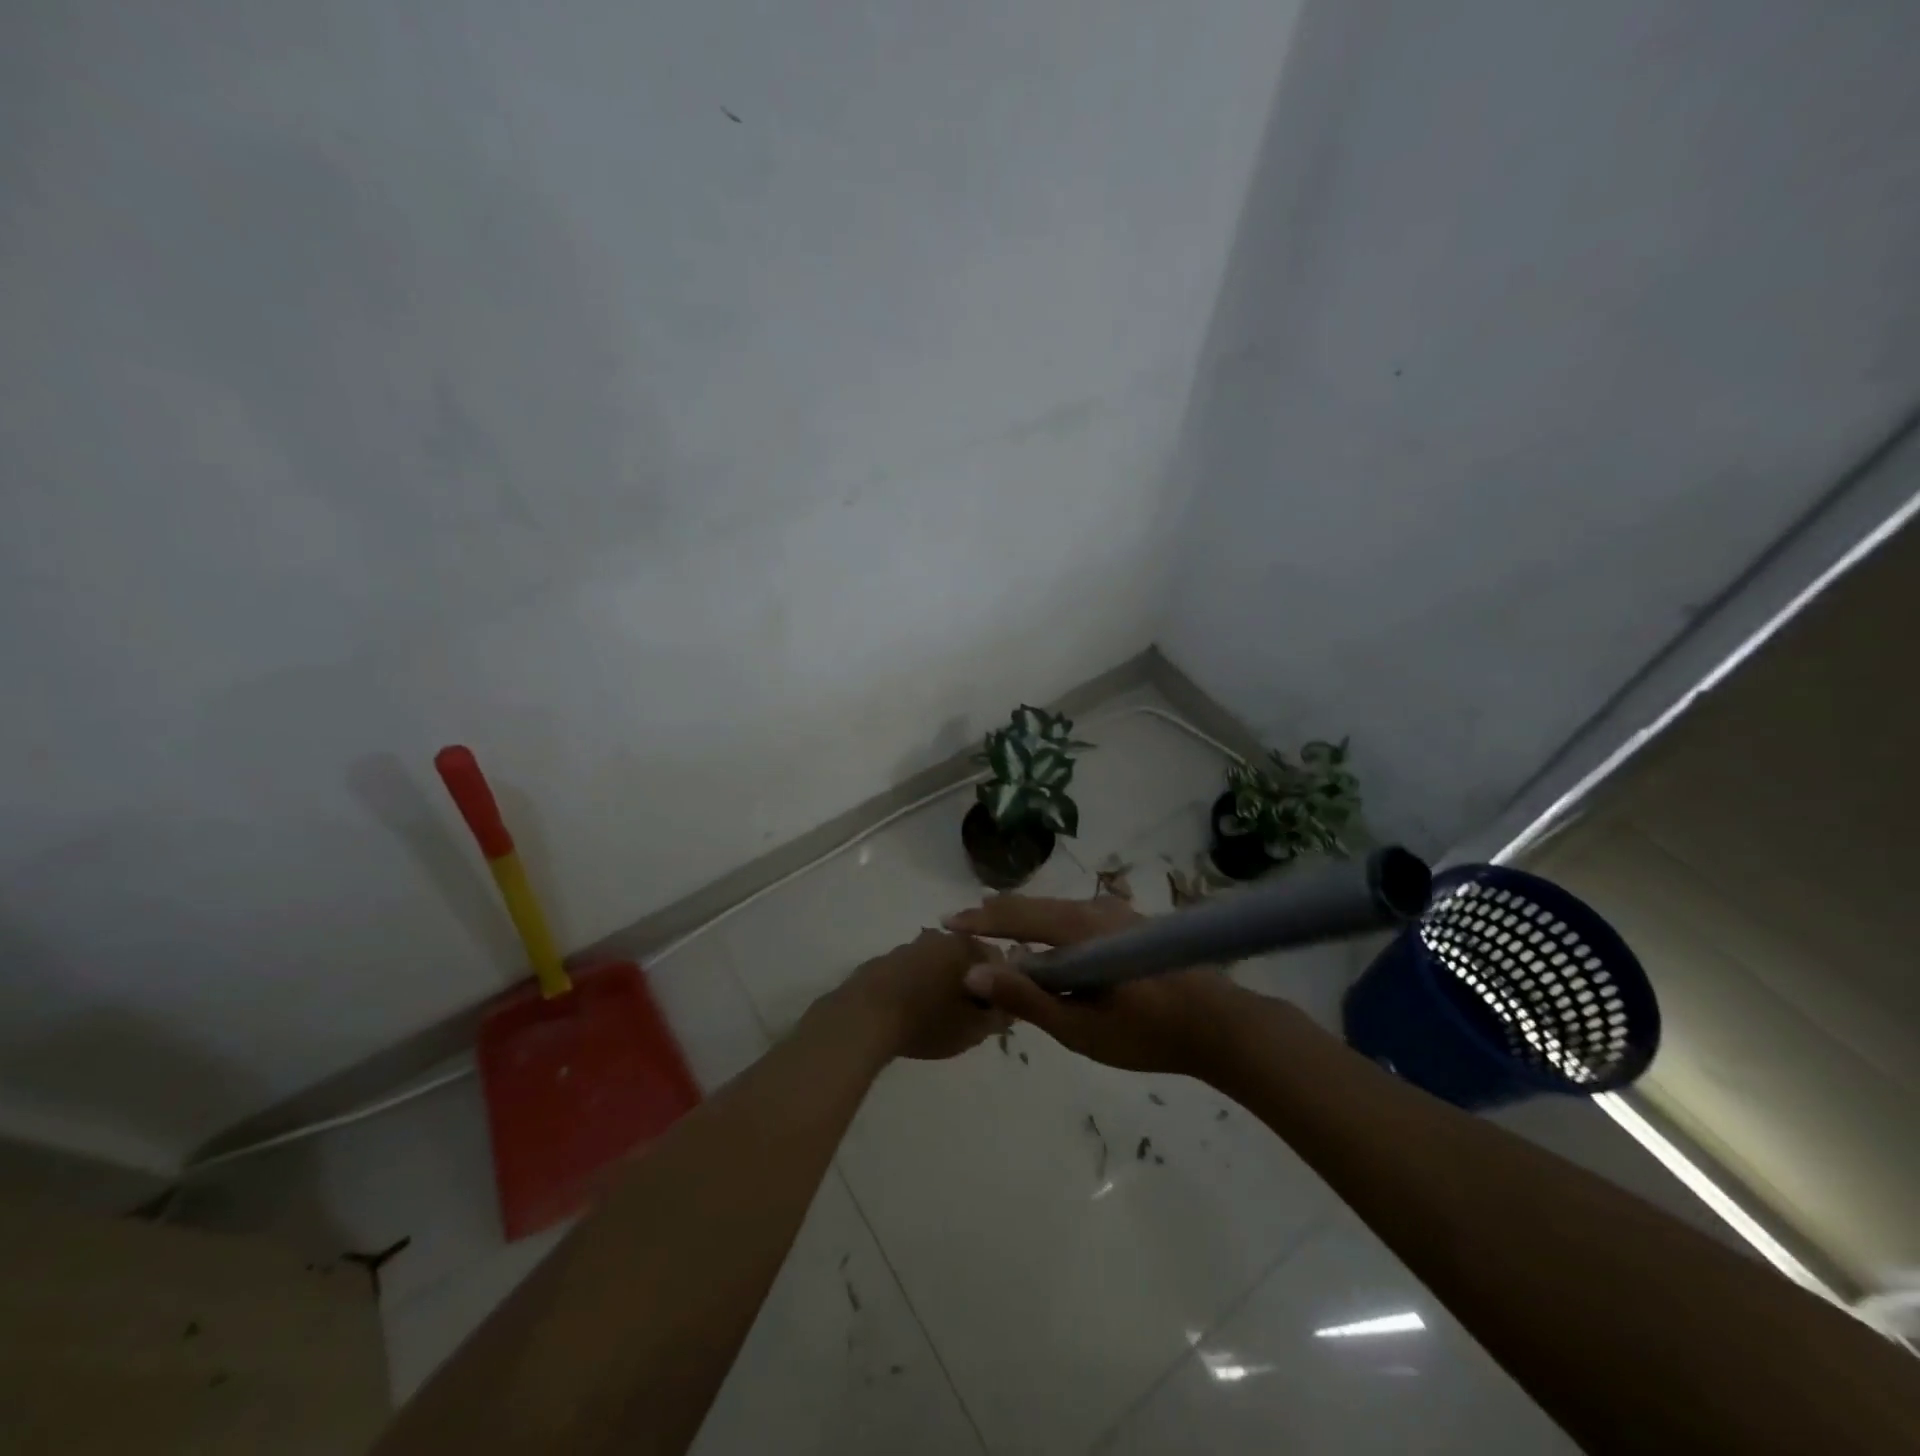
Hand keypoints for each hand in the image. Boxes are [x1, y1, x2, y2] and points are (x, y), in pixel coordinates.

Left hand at [834, 929, 1010, 1060]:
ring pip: (937, 964)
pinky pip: (911, 972)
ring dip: (942, 983)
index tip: (994, 1012)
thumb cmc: (926, 1021)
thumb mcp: (973, 1029)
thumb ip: (999, 1015)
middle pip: (966, 958)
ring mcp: (908, 947)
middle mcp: (938, 937)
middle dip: (972, 983)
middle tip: (968, 1017)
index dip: (1003, 986)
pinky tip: (911, 1013)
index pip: (998, 959)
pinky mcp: (883, 961)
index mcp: (965, 946)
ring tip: (937, 1017)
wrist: (862, 1019)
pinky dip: (917, 987)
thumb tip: (1009, 1006)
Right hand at [943, 894, 1253, 1075]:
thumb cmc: (1148, 1033)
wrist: (1221, 1025)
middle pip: (1034, 907)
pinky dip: (1048, 928)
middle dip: (997, 915)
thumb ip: (1027, 998)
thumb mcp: (1081, 1028)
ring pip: (1055, 911)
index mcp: (1079, 929)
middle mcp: (1094, 910)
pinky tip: (1044, 945)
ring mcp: (1115, 914)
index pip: (1016, 917)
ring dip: (1023, 921)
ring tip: (996, 930)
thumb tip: (974, 972)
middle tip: (964, 923)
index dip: (980, 920)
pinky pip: (1075, 919)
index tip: (946, 921)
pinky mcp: (1129, 926)